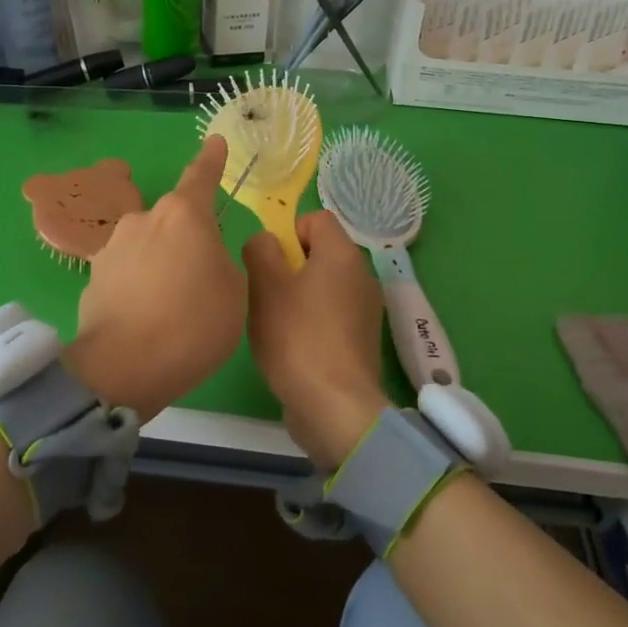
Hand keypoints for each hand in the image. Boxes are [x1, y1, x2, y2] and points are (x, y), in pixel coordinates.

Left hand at [65, 137, 245, 420]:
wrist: (123, 367)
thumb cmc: (193, 324)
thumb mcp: (235, 294)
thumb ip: (225, 263)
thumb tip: (208, 256)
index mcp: (184, 215)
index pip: (201, 176)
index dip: (211, 160)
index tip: (215, 141)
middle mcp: (144, 219)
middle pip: (175, 220)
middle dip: (189, 240)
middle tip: (202, 280)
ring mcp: (113, 246)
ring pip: (149, 246)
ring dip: (162, 264)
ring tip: (171, 307)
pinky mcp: (93, 276)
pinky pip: (128, 272)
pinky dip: (139, 285)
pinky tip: (145, 318)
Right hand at [244, 210, 390, 465]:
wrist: (335, 408)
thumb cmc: (297, 339)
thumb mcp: (265, 287)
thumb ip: (260, 251)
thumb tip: (265, 241)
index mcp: (342, 254)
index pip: (316, 218)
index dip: (288, 232)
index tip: (270, 263)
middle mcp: (362, 275)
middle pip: (320, 252)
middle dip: (289, 267)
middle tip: (267, 295)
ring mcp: (367, 309)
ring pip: (325, 285)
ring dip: (299, 296)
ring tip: (277, 324)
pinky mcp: (363, 339)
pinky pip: (333, 314)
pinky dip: (314, 322)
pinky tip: (295, 348)